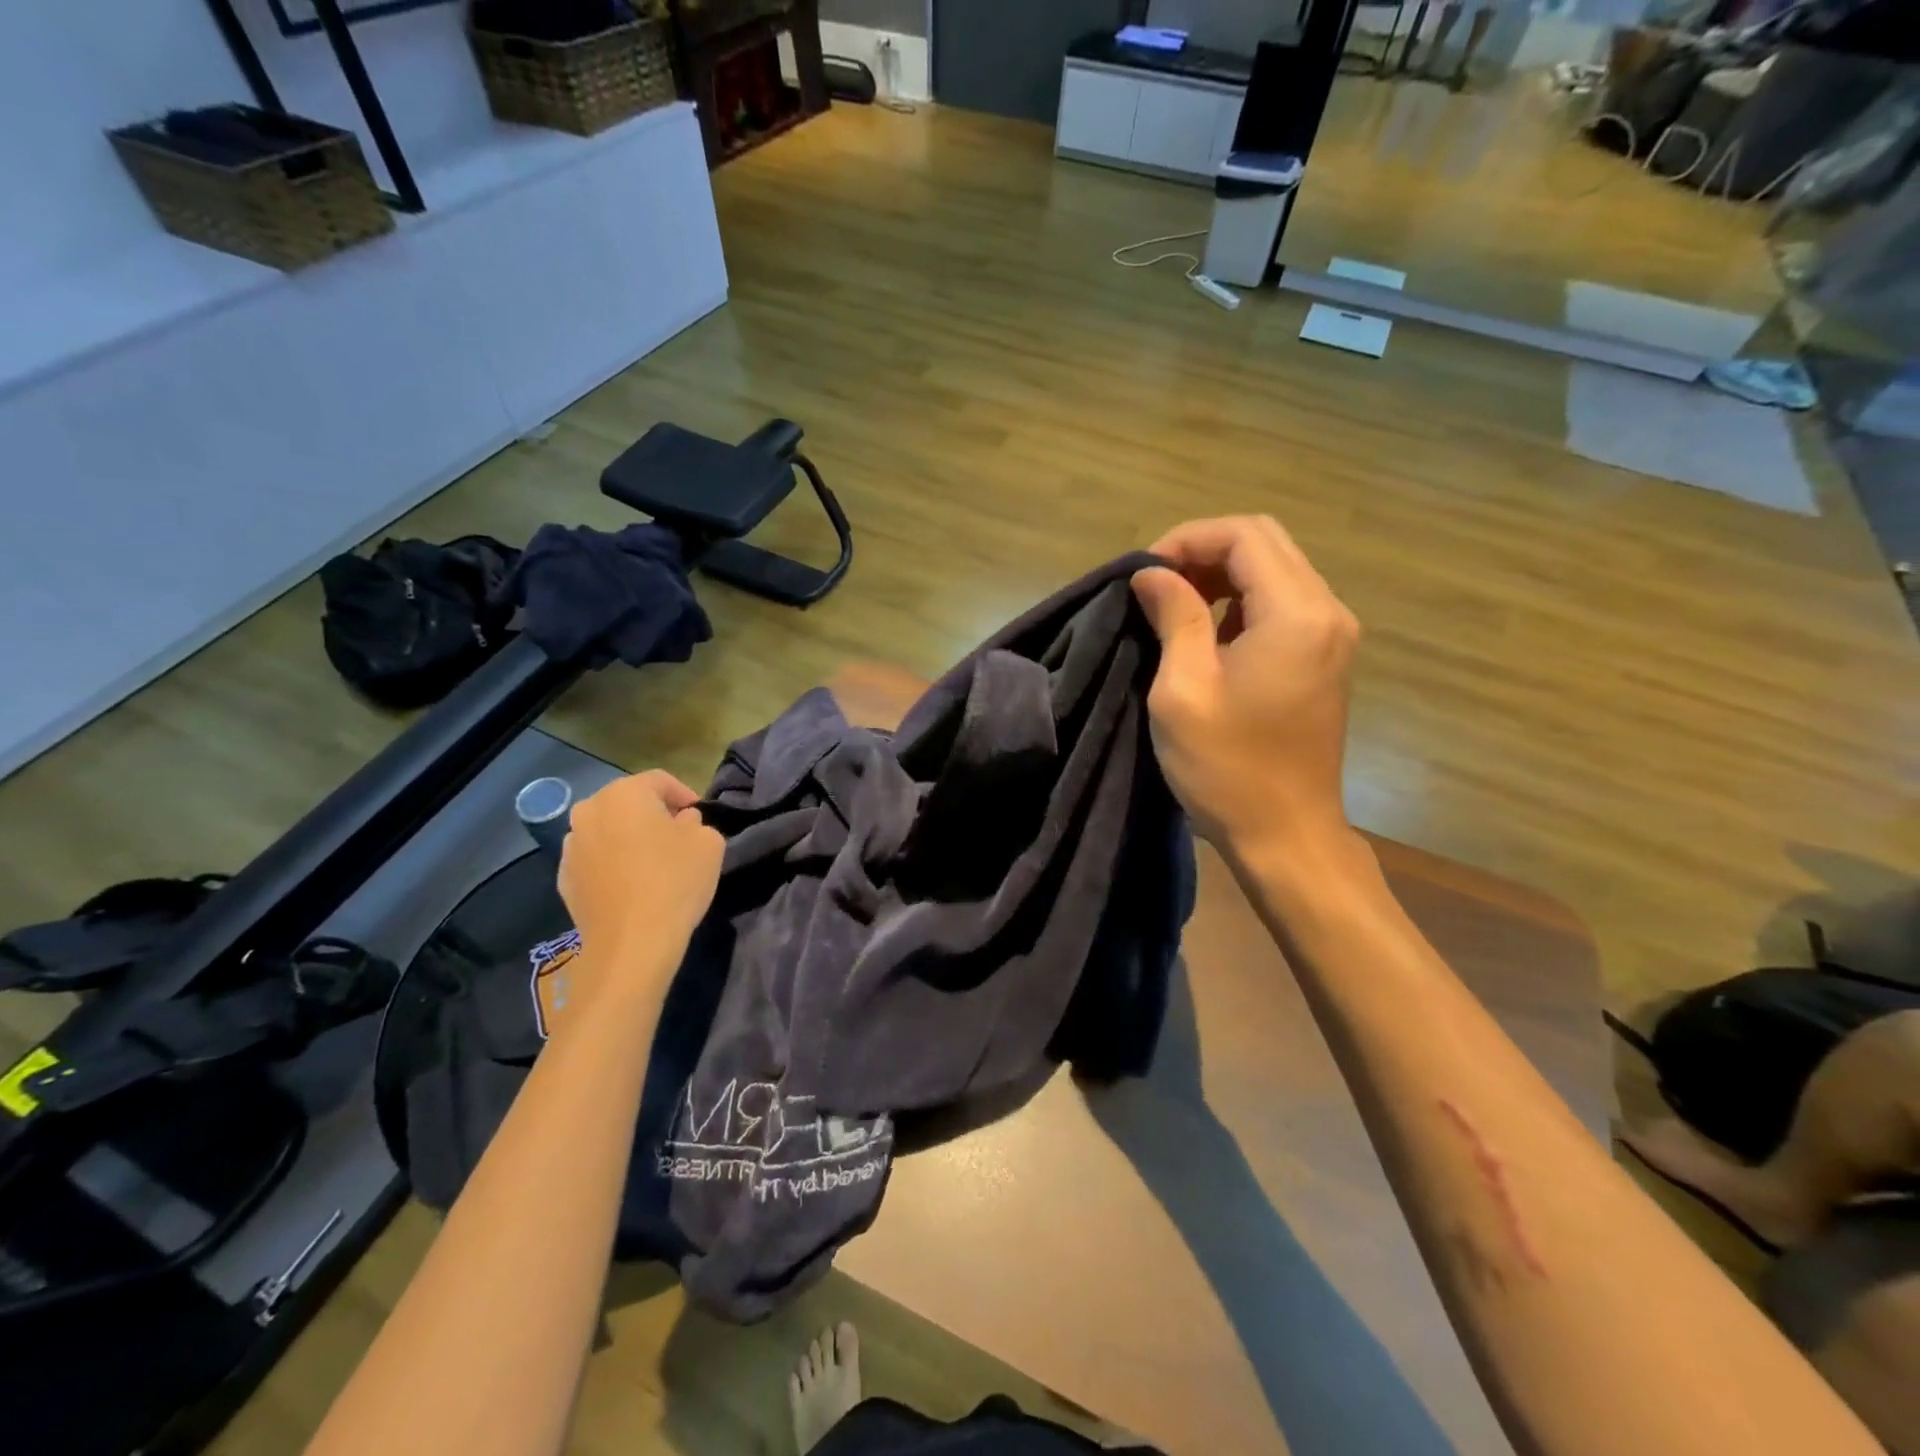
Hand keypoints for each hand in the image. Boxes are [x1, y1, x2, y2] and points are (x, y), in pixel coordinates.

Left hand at [558, 770, 723, 997]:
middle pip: (628, 802)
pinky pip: (595, 860)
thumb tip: (681, 824)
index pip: (660, 780)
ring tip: (652, 863)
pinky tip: (632, 886)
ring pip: (608, 830)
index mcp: (624, 793)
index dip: (685, 794)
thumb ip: (697, 823)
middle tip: (677, 836)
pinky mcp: (564, 879)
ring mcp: (570, 846)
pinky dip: (612, 864)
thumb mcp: (709, 843)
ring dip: (628, 838)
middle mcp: (589, 811)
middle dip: (653, 814)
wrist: (632, 943)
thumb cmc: (675, 881)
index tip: (700, 817)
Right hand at [1132, 516, 1360, 864]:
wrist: (1286, 834)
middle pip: (1265, 543)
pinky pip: (1284, 602)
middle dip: (1204, 551)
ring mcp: (1333, 634)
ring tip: (1174, 606)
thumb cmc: (1227, 767)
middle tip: (1156, 585)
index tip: (1143, 574)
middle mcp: (1327, 611)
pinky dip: (1241, 601)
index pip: (1244, 535)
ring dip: (1221, 575)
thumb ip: (1173, 617)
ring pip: (1276, 569)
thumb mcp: (1183, 689)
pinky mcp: (1325, 657)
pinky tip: (1208, 633)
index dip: (1186, 540)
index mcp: (1296, 614)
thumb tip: (1151, 574)